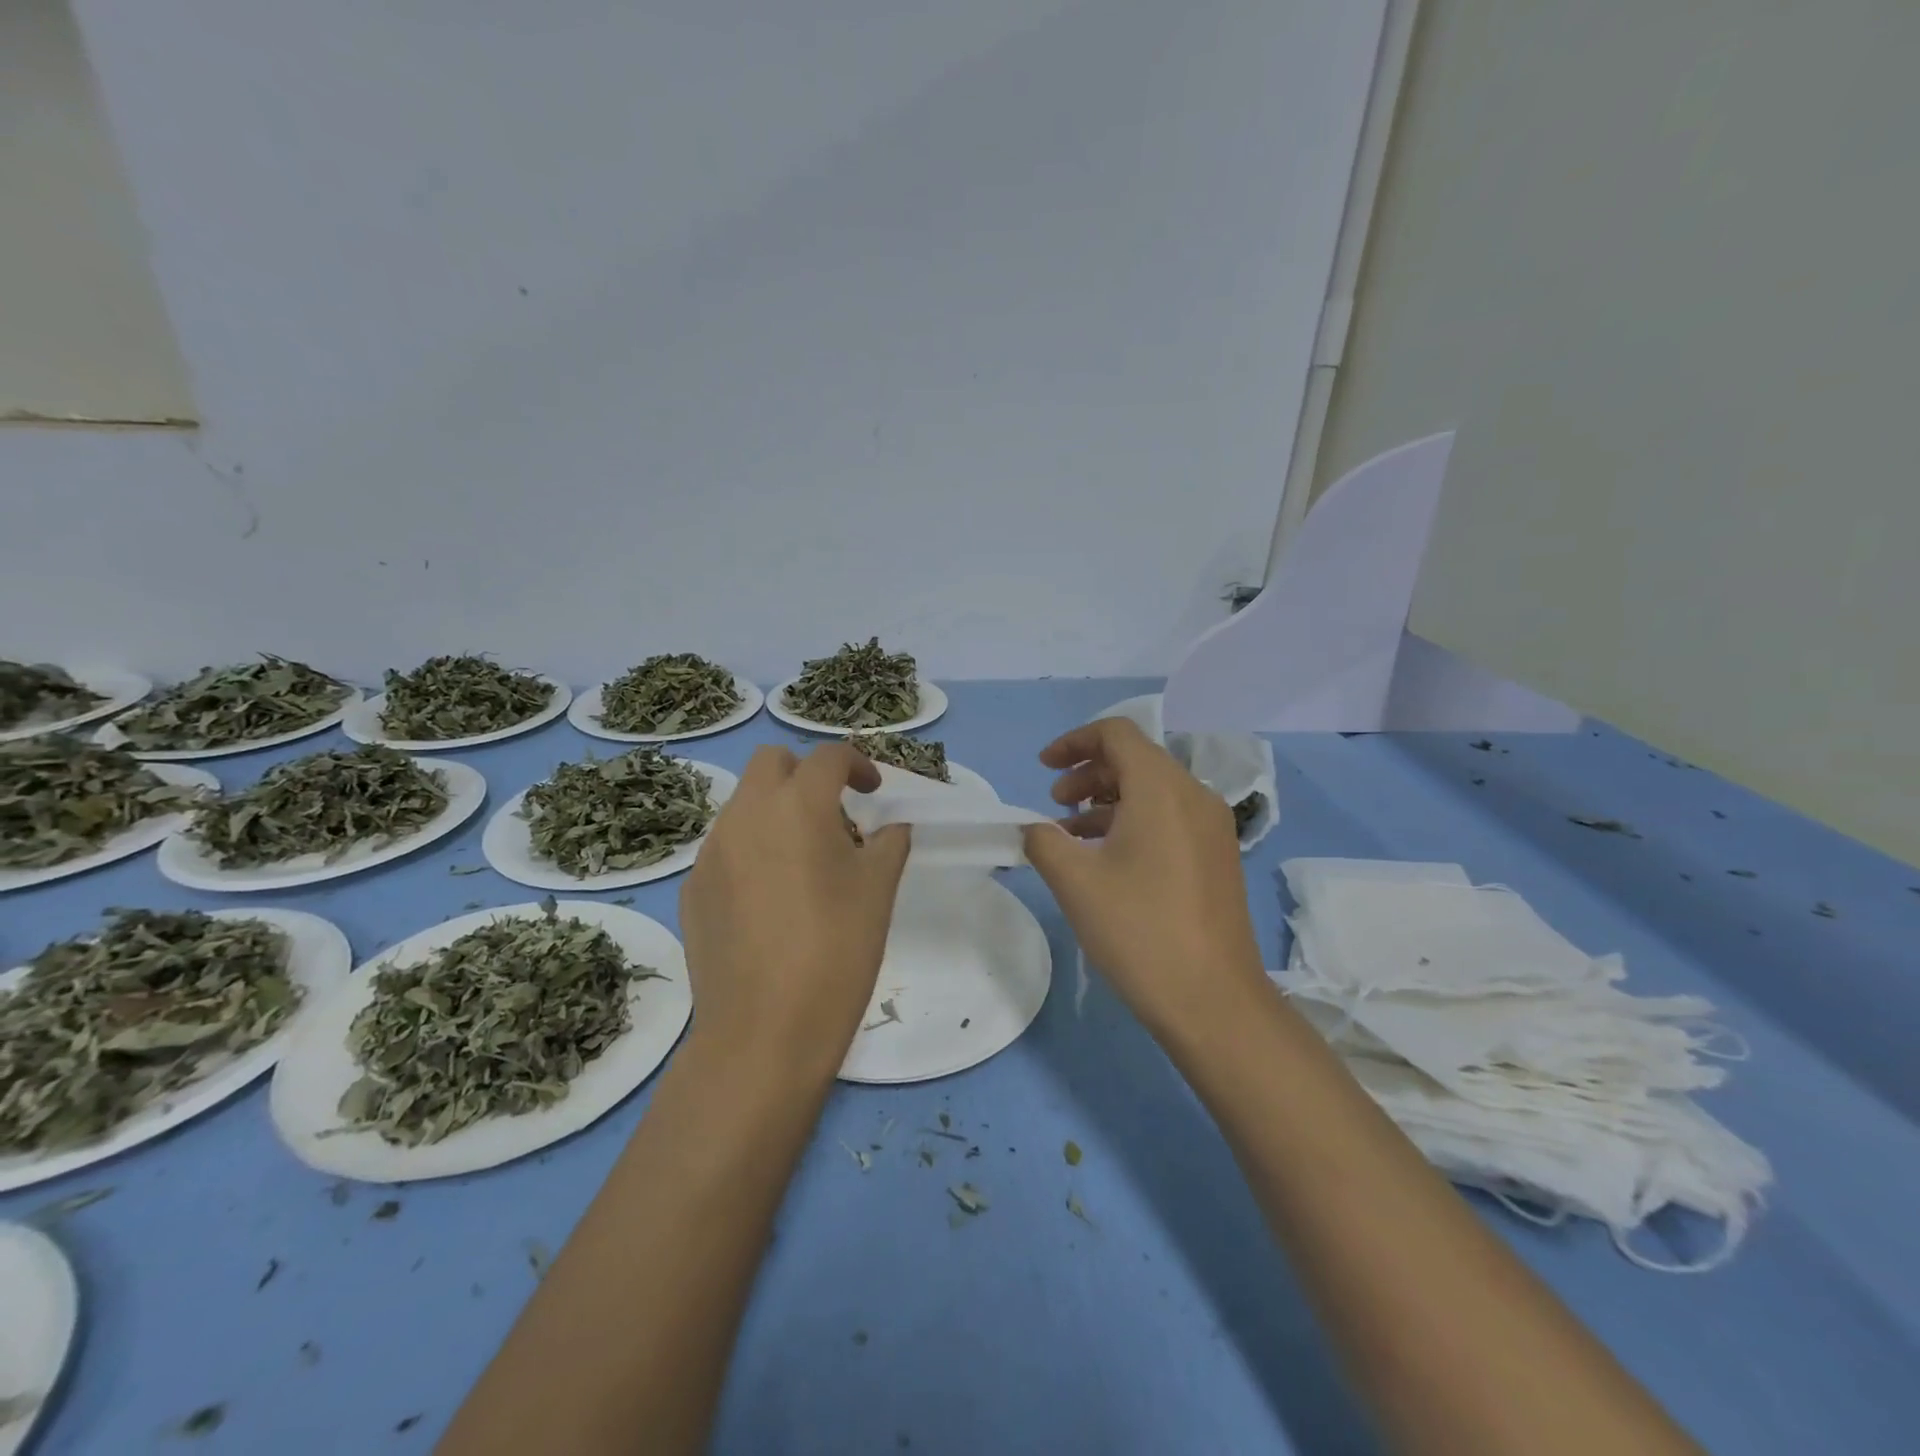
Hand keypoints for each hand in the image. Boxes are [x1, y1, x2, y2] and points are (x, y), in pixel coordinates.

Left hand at [679, 743, 910, 1081]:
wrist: (763, 1032)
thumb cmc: (836, 951)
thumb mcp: (878, 891)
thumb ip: (889, 843)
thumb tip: (890, 828)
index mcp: (798, 805)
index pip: (829, 757)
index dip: (858, 764)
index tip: (874, 791)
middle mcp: (746, 814)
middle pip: (771, 762)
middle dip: (806, 773)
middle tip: (834, 813)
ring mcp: (711, 851)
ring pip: (744, 804)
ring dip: (776, 811)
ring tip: (804, 860)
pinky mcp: (692, 888)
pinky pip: (725, 847)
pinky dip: (751, 850)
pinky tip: (769, 900)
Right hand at [1023, 717, 1265, 1038]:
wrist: (1213, 1000)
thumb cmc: (1139, 930)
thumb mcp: (1075, 881)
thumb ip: (1043, 840)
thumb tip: (1034, 827)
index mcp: (1162, 788)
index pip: (1117, 734)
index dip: (1073, 741)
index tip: (1043, 768)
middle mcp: (1194, 796)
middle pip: (1136, 759)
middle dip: (1088, 772)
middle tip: (1055, 803)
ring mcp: (1213, 827)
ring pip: (1153, 790)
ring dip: (1108, 799)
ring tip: (1072, 833)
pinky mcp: (1218, 857)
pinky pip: (1170, 817)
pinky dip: (1133, 821)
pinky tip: (1107, 857)